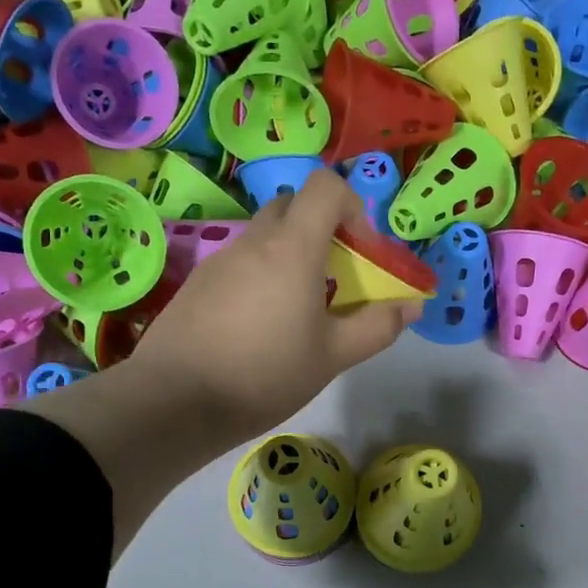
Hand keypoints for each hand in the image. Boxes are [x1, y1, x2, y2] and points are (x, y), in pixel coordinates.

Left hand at [126, 172, 421, 447]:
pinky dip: (259, 276)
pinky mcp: (198, 283)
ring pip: (264, 237)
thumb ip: (377, 326)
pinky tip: (258, 327)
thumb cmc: (264, 374)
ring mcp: (220, 260)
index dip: (351, 205)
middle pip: (293, 207)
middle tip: (333, 277)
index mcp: (292, 247)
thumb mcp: (332, 356)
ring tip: (297, 310)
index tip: (360, 250)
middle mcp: (253, 241)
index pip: (325, 186)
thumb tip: (412, 305)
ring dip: (289, 256)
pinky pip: (239, 263)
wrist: (175, 401)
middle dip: (321, 230)